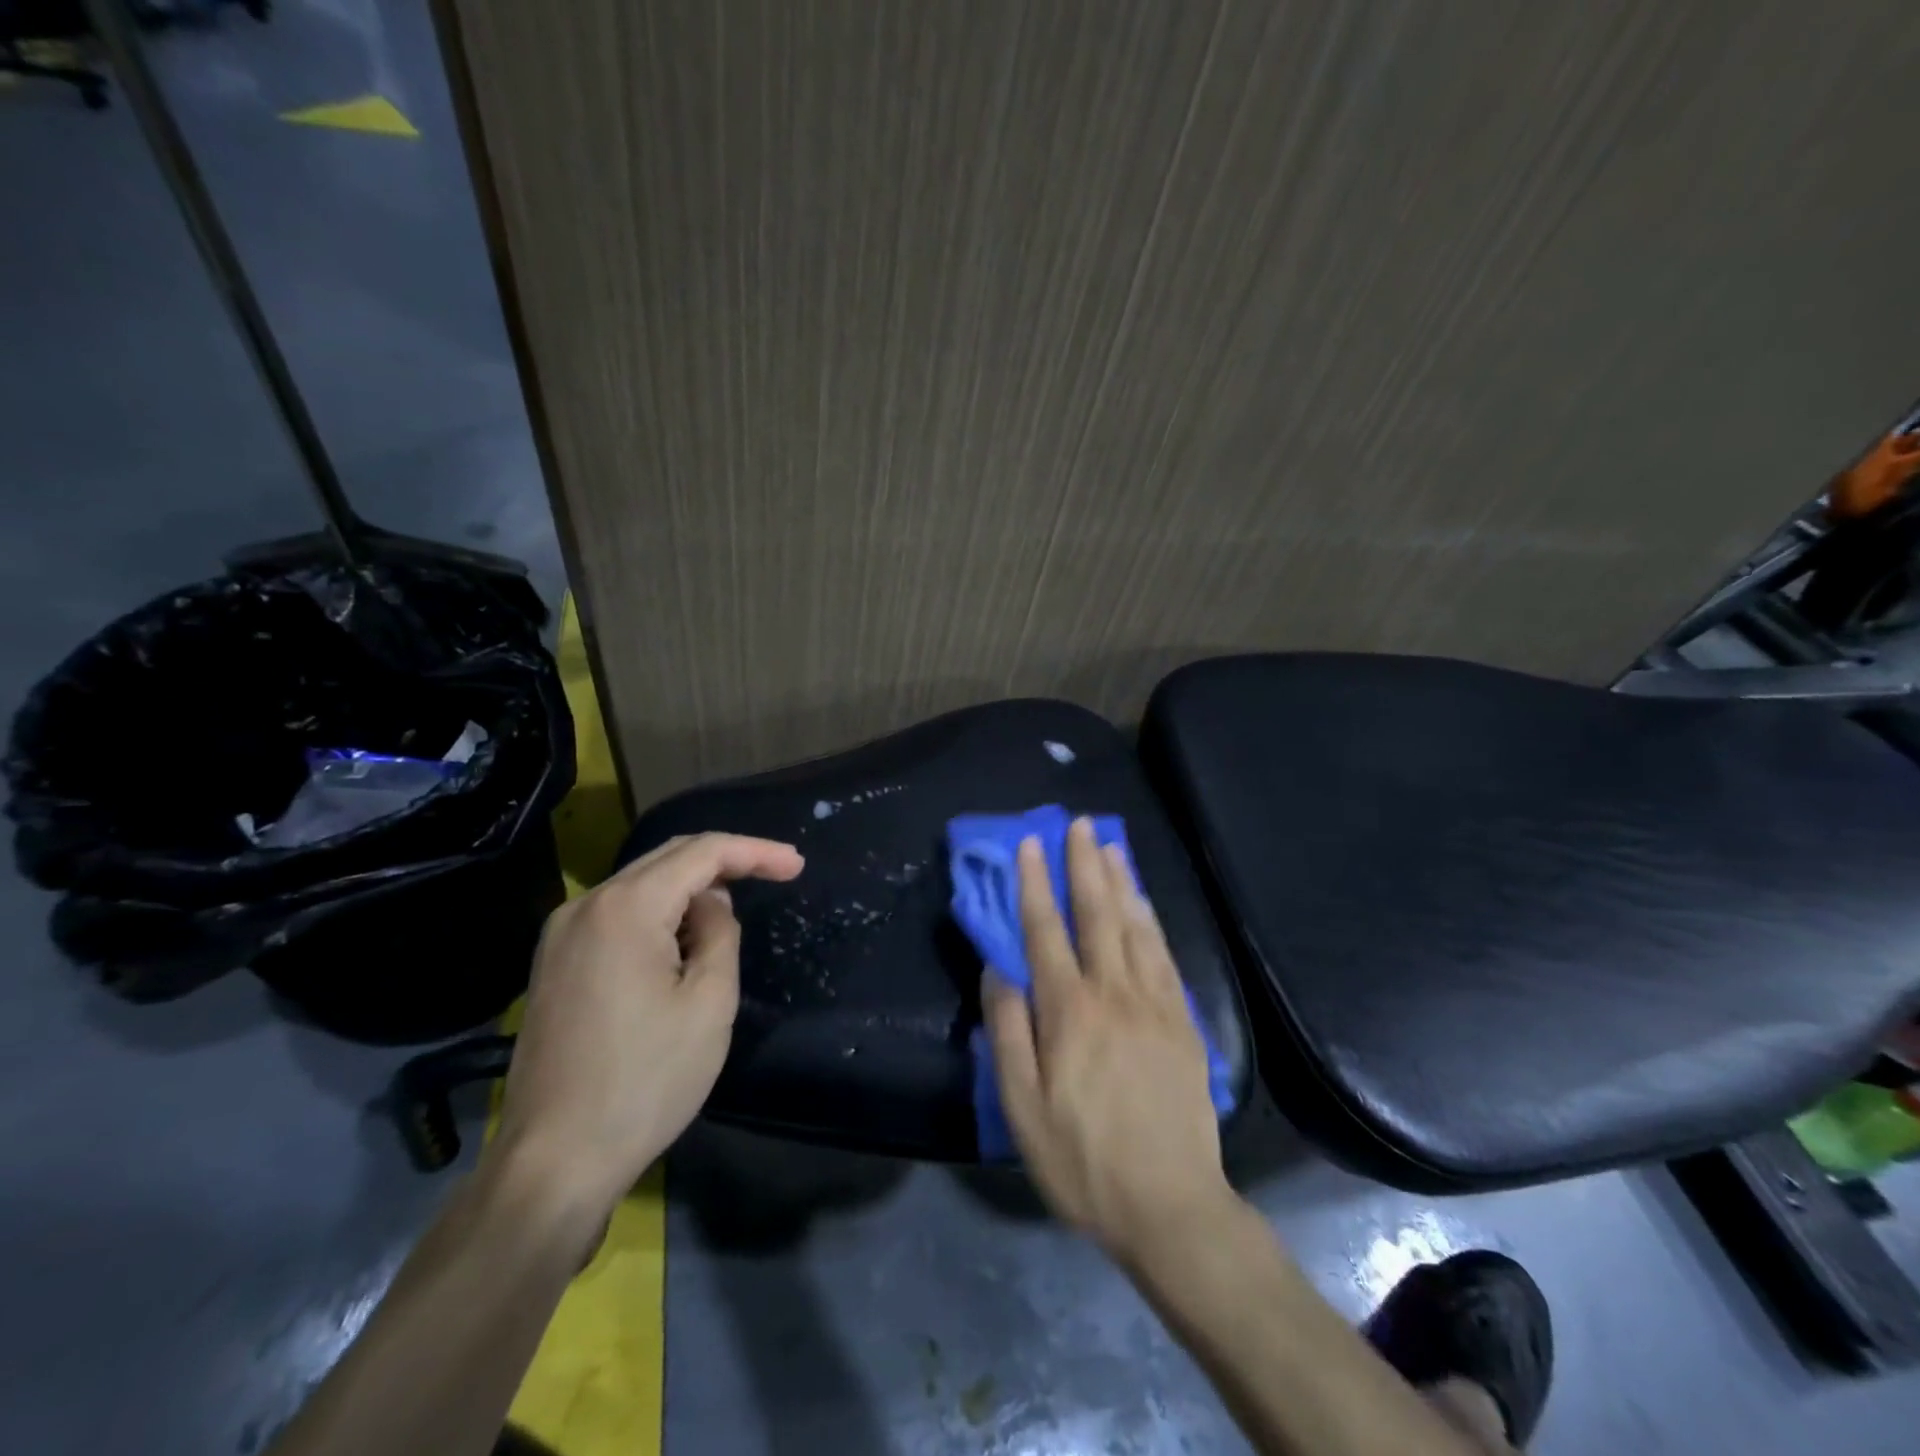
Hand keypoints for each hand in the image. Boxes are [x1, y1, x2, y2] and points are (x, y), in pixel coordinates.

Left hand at [490, 832, 804, 1219]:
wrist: (554, 1162)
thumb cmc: (646, 1081)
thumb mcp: (709, 1002)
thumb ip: (720, 934)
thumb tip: (710, 905)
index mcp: (625, 908)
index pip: (702, 853)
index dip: (755, 852)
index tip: (796, 866)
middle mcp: (586, 906)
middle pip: (668, 858)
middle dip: (725, 861)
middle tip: (776, 874)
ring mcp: (561, 934)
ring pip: (641, 884)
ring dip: (691, 888)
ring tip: (732, 912)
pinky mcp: (554, 963)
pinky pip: (618, 914)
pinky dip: (659, 912)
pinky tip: (683, 937)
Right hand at [984, 818, 1234, 1263]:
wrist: (1170, 1205)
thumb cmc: (1082, 1160)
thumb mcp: (1022, 1108)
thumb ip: (1007, 1032)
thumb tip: (997, 969)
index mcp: (1068, 1011)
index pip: (1045, 931)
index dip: (1035, 883)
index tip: (1030, 843)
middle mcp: (1112, 993)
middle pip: (1096, 914)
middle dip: (1084, 864)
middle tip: (1079, 823)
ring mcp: (1154, 1003)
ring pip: (1135, 926)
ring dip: (1121, 880)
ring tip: (1111, 844)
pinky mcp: (1182, 1021)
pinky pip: (1164, 955)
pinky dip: (1152, 919)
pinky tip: (1144, 902)